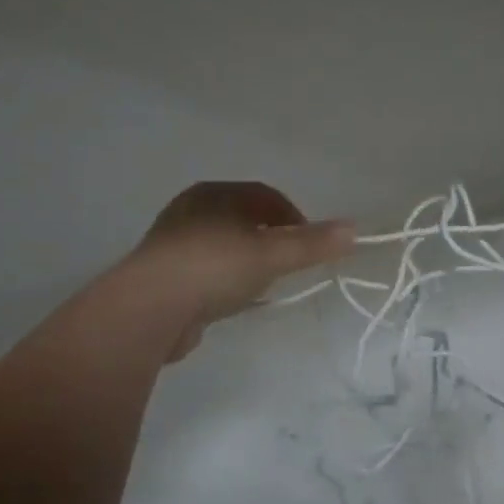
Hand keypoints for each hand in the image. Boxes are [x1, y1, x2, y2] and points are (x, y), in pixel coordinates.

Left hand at [129, 181, 354, 361]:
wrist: (149, 309)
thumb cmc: (214, 267)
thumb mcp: (271, 254)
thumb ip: (312, 244)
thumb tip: (354, 229)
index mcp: (214, 194)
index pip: (264, 195)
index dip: (293, 216)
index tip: (310, 242)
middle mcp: (190, 211)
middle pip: (243, 219)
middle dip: (271, 238)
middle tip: (290, 262)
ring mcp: (173, 244)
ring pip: (224, 245)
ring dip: (248, 260)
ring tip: (265, 283)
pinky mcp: (163, 276)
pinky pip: (206, 271)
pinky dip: (225, 280)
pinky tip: (234, 301)